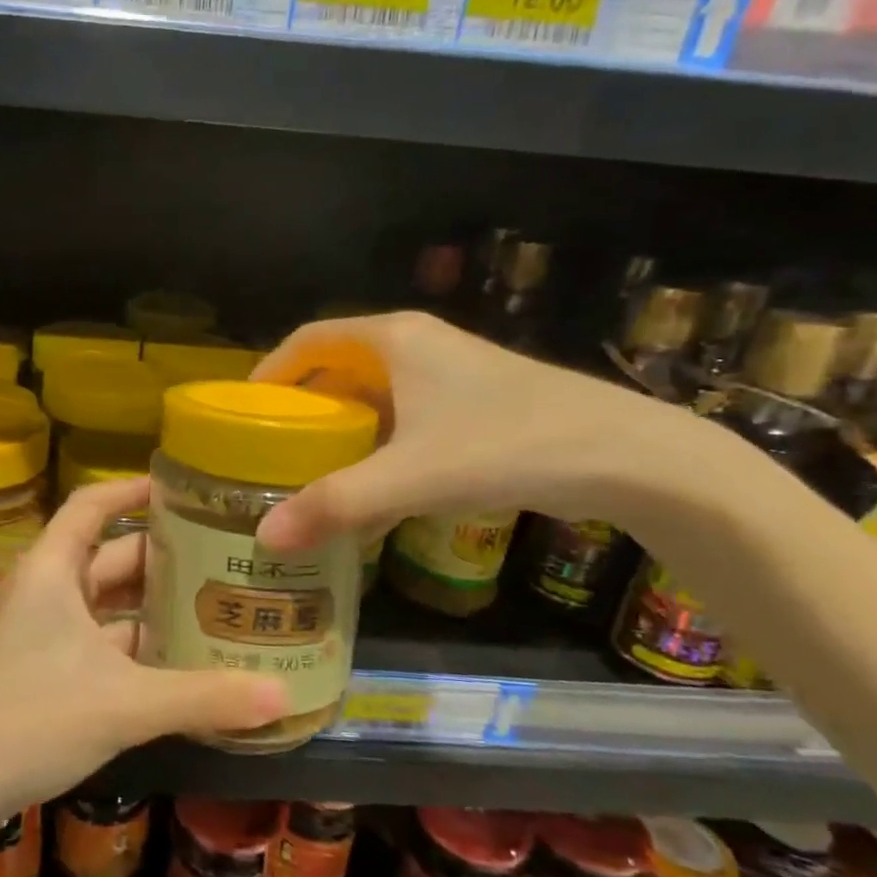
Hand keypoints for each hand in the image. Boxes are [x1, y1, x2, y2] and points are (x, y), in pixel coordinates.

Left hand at [0, 478, 288, 818]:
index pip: (92, 505)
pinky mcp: (45, 666)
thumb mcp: (125, 704)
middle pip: (111, 553)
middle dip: (164, 554)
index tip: (183, 488)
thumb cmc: (32, 720)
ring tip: (216, 602)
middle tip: (225, 555)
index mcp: (53, 570)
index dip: (132, 489)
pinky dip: (138, 642)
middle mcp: (47, 589)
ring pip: (107, 601)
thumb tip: (282, 696)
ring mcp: (43, 629)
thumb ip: (204, 698)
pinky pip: (101, 638)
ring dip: (153, 603)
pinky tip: (181, 658)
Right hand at [252, 311, 694, 552]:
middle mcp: (420, 345)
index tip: (244, 411)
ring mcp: (452, 374)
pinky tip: (374, 486)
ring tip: (311, 471)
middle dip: (303, 406)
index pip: (310, 338)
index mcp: (395, 339)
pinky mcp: (477, 405)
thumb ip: (336, 505)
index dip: (272, 370)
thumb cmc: (508, 445)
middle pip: (339, 366)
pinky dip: (379, 444)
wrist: (632, 457)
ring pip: (376, 394)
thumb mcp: (412, 476)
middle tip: (271, 449)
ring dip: (342, 428)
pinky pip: (406, 417)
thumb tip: (265, 539)